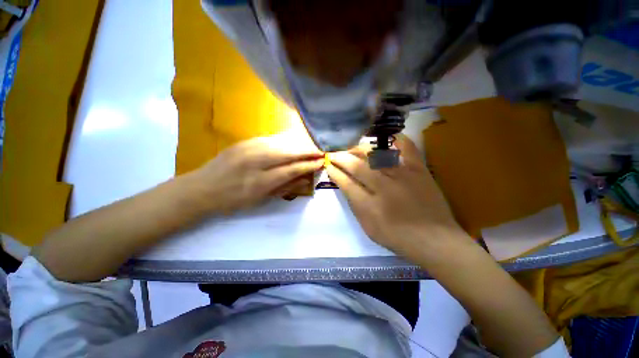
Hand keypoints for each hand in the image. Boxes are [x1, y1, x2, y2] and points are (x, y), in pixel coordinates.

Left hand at [190, 133, 323, 213]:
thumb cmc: (232, 201)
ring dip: (298, 145)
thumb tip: (304, 179)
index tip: (321, 162)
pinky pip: (270, 140)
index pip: (291, 169)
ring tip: (310, 147)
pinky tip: (292, 144)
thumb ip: (284, 188)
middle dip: (307, 151)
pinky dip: (284, 142)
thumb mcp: (259, 201)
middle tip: (320, 152)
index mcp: (260, 182)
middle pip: (288, 153)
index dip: (308, 165)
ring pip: (280, 143)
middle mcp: (255, 162)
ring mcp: (248, 148)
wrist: (201, 188)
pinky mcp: (243, 142)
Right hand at [327, 135, 467, 258]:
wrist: (435, 239)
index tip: (329, 165)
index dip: (335, 172)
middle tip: (334, 154)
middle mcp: (383, 187)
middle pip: (356, 166)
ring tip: (352, 148)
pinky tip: (386, 137)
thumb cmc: (398, 238)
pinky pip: (407, 148)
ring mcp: (402, 176)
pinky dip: (396, 139)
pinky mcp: (419, 170)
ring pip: (375, 155)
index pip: (345, 183)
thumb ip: (355, 206)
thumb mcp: (369, 228)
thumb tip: (346, 186)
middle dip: (341, 158)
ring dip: (359, 150)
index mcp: (369, 206)